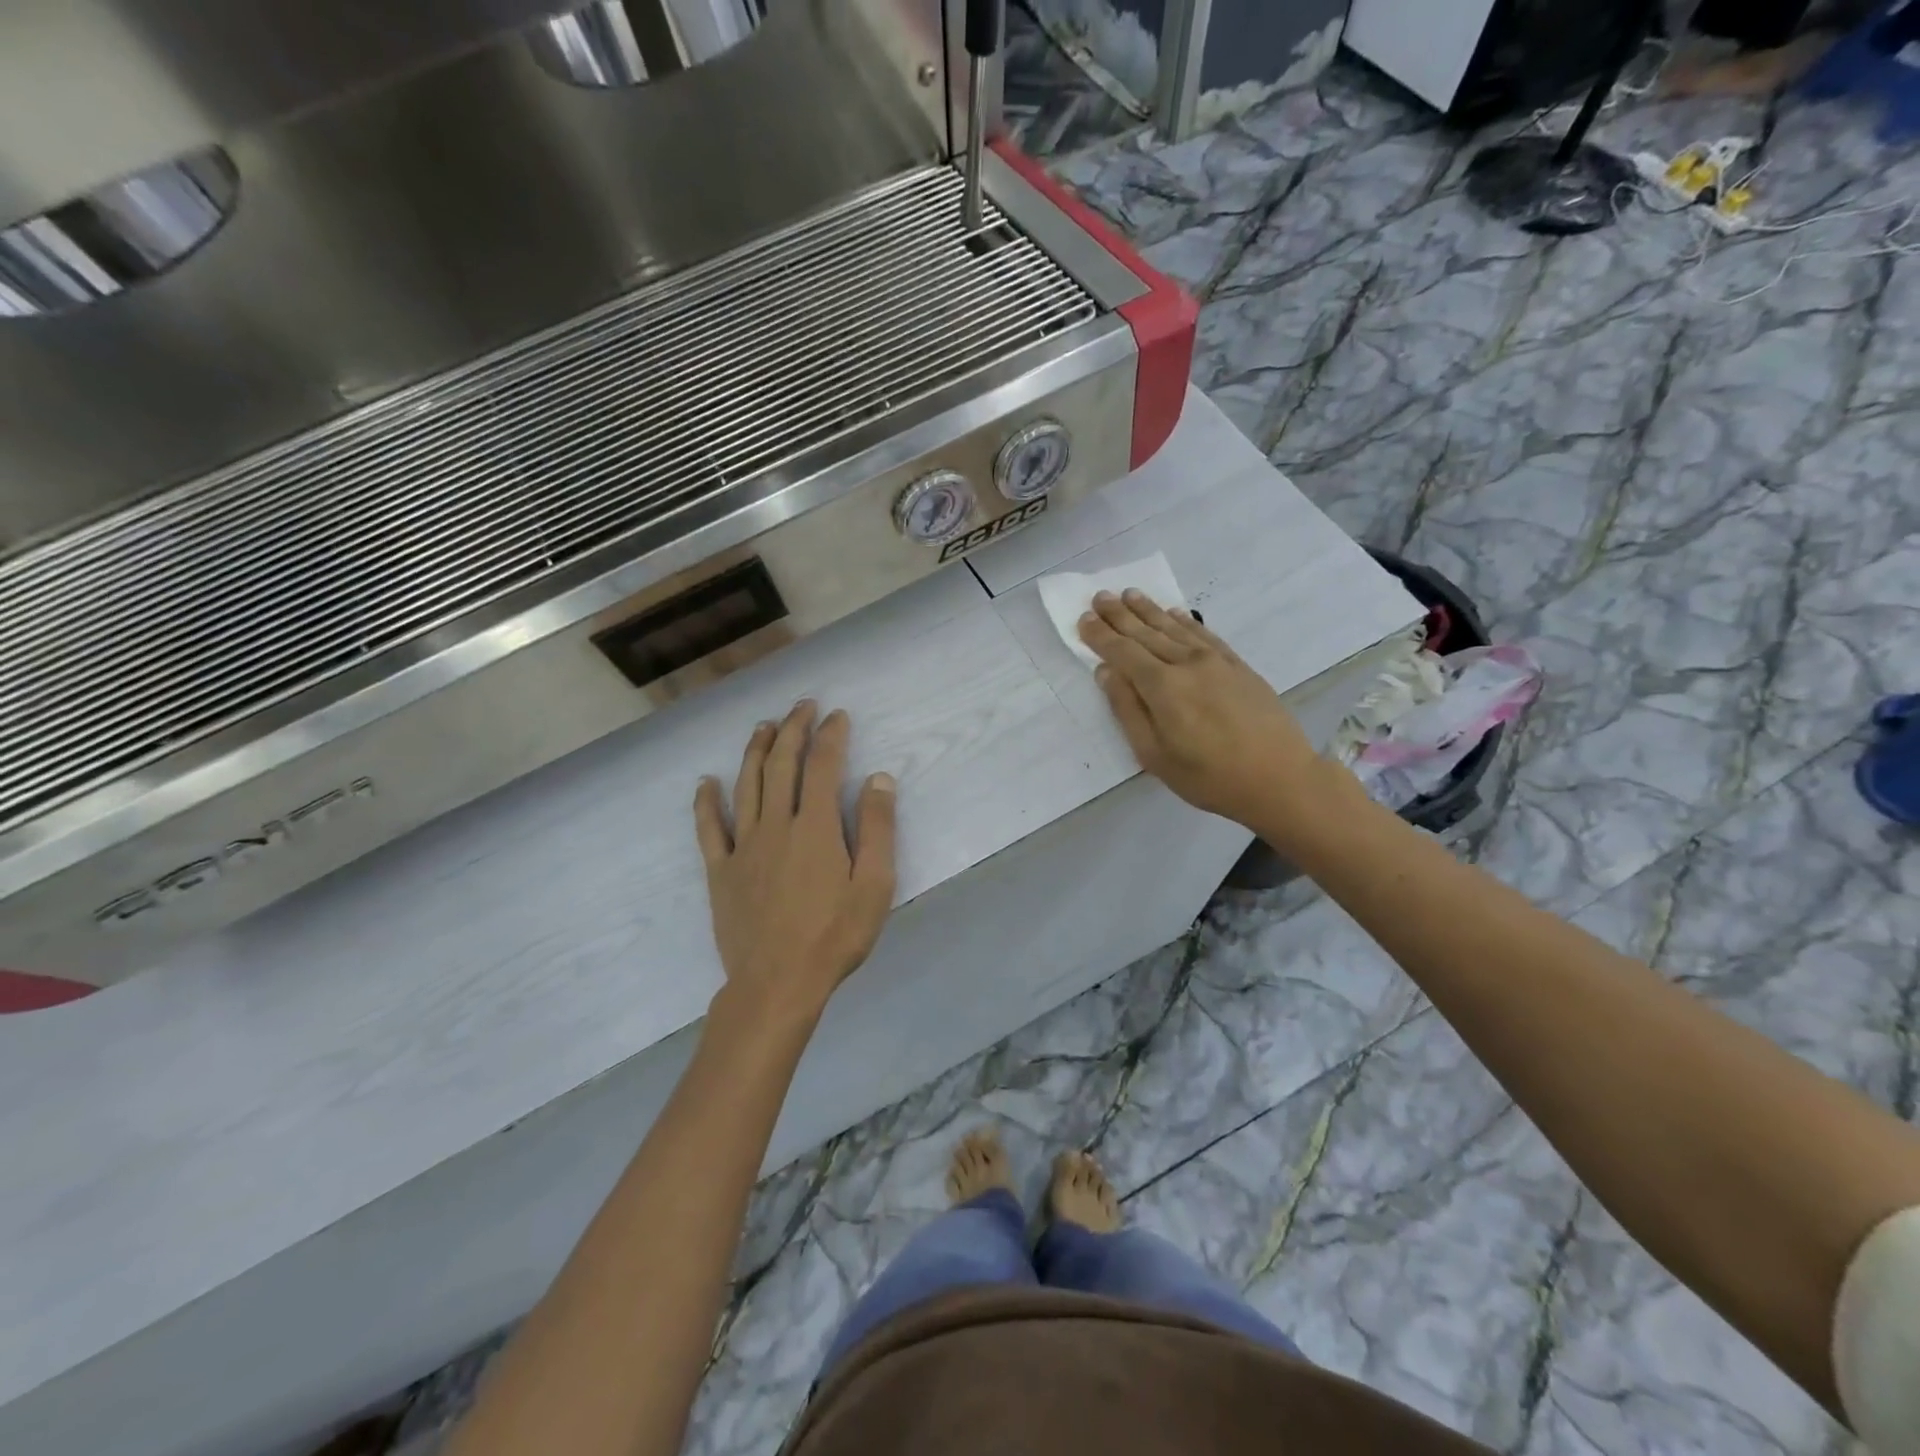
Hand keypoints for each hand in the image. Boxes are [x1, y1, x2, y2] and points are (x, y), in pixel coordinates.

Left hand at [694, 701, 896, 1028]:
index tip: (837, 716)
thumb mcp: (875, 885)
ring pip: (746, 785)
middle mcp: (776, 825)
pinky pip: (709, 828)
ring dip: (755, 751)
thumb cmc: (834, 936)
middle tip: (802, 706)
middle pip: (782, 765)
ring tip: (763, 726)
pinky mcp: (721, 871)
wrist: (777, 984)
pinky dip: (706, 802)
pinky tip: (706, 783)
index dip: (830, 736)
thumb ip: (878, 829)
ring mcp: (744, 846)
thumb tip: (879, 778)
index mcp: (816, 827)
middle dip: (793, 730)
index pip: (823, 766)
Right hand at [1078, 590, 1334, 831]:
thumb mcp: (1155, 755)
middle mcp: (1187, 664)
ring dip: (1148, 610)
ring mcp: (1216, 661)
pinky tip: (1174, 612)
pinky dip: (1184, 621)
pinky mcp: (1237, 665)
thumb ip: (1128, 710)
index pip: (1123, 652)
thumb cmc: (1208, 777)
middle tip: (1099, 596)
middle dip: (1119, 615)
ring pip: (1174, 628)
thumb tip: (1107, 672)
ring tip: (1129, 595)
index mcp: (1162, 687)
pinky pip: (1204, 634)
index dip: (1101, 636)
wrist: (1280, 778)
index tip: (1083, 619)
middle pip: (1146, 633)